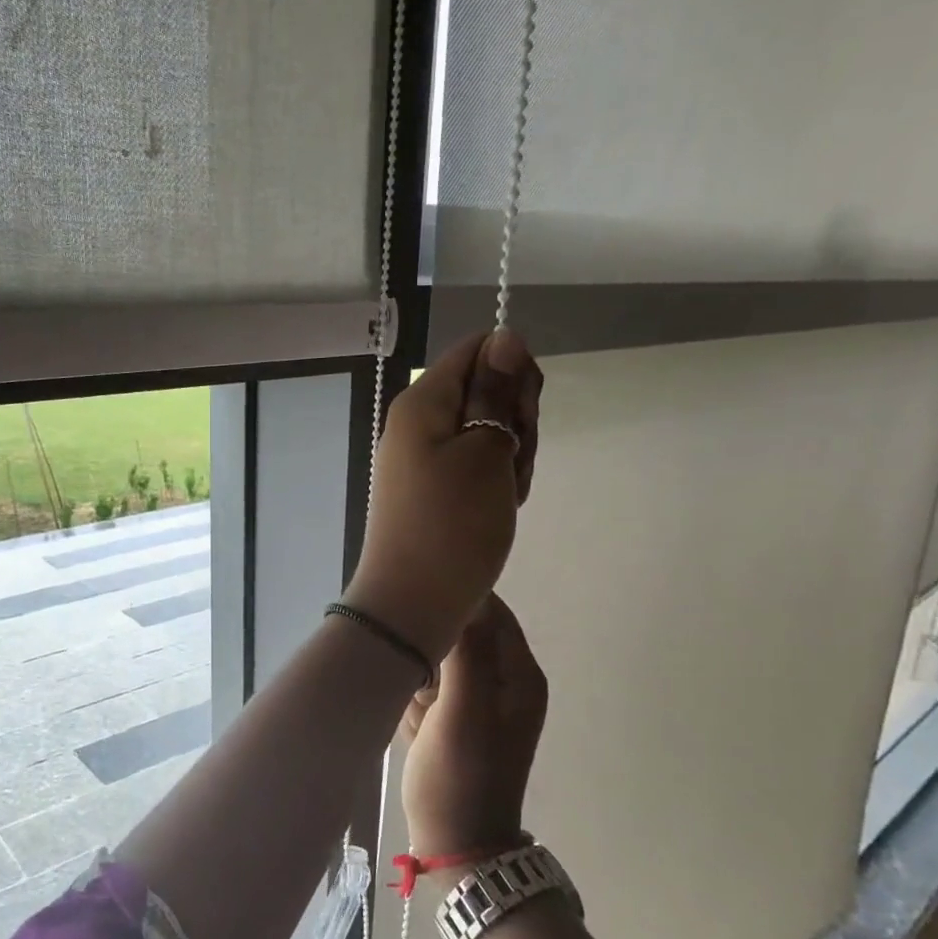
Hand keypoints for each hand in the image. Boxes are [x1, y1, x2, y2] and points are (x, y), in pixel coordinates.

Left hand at [343, 328, 542, 663]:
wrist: (414, 603)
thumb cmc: (452, 523)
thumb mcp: (484, 450)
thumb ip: (495, 391)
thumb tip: (503, 336)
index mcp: (422, 401)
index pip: (477, 350)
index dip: (513, 372)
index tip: (524, 414)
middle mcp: (416, 423)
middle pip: (484, 392)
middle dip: (514, 423)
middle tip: (512, 464)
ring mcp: (422, 460)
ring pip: (486, 434)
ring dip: (509, 458)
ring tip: (504, 496)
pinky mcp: (431, 491)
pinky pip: (473, 468)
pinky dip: (494, 483)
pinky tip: (498, 510)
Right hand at [401, 593, 546, 855]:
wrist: (455, 847)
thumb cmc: (460, 778)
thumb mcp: (463, 712)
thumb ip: (467, 654)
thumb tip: (461, 598)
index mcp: (517, 674)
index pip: (489, 610)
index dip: (454, 599)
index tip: (414, 597)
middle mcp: (502, 681)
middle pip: (461, 633)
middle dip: (429, 641)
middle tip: (403, 655)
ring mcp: (477, 701)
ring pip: (439, 659)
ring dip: (417, 671)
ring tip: (406, 695)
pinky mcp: (454, 719)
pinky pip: (429, 687)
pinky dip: (414, 696)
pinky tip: (409, 719)